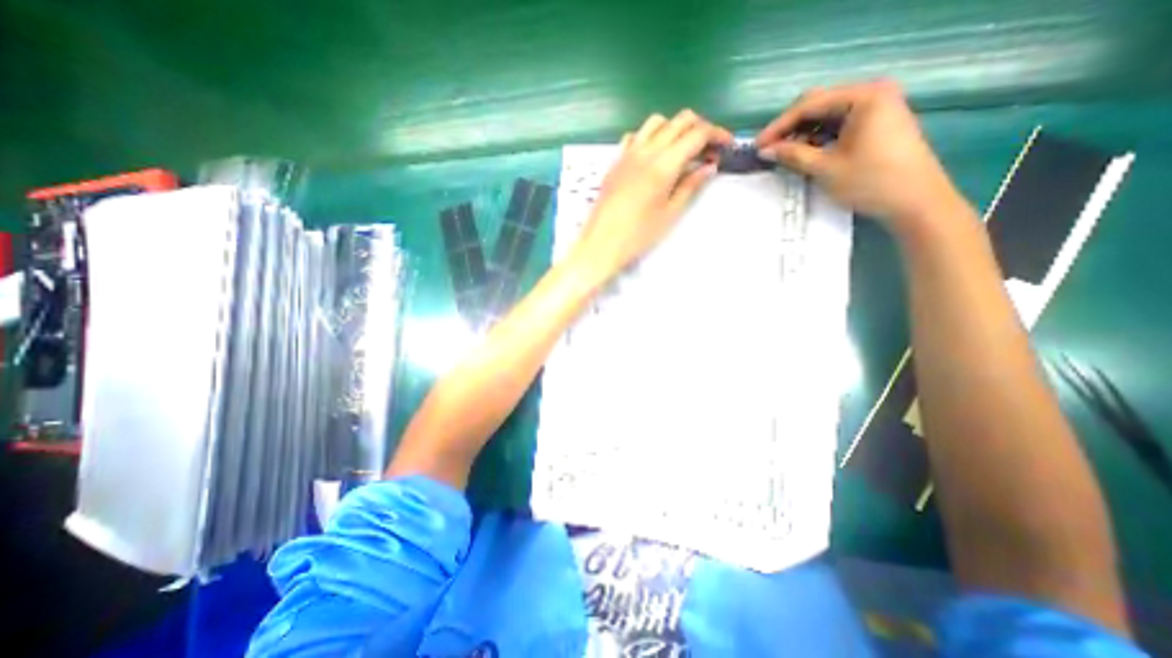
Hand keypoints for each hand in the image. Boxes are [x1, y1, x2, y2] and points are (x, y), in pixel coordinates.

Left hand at [573, 111, 729, 279]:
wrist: (601, 243)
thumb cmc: (638, 235)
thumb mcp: (670, 213)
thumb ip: (690, 185)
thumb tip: (709, 167)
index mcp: (664, 164)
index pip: (697, 133)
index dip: (717, 135)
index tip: (726, 147)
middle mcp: (646, 150)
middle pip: (679, 121)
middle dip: (700, 129)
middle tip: (707, 151)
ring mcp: (627, 153)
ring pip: (656, 122)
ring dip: (675, 128)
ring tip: (681, 151)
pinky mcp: (615, 161)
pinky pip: (635, 135)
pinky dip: (651, 136)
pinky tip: (653, 156)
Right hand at [755, 79, 965, 238]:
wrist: (915, 201)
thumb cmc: (870, 181)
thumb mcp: (825, 168)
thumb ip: (792, 155)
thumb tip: (765, 151)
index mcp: (863, 96)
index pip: (810, 104)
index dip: (779, 126)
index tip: (757, 145)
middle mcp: (872, 94)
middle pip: (818, 106)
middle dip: (789, 128)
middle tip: (768, 149)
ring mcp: (877, 108)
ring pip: (827, 117)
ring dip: (802, 134)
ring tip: (782, 155)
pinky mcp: (876, 124)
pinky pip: (838, 126)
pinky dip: (818, 139)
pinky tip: (804, 154)